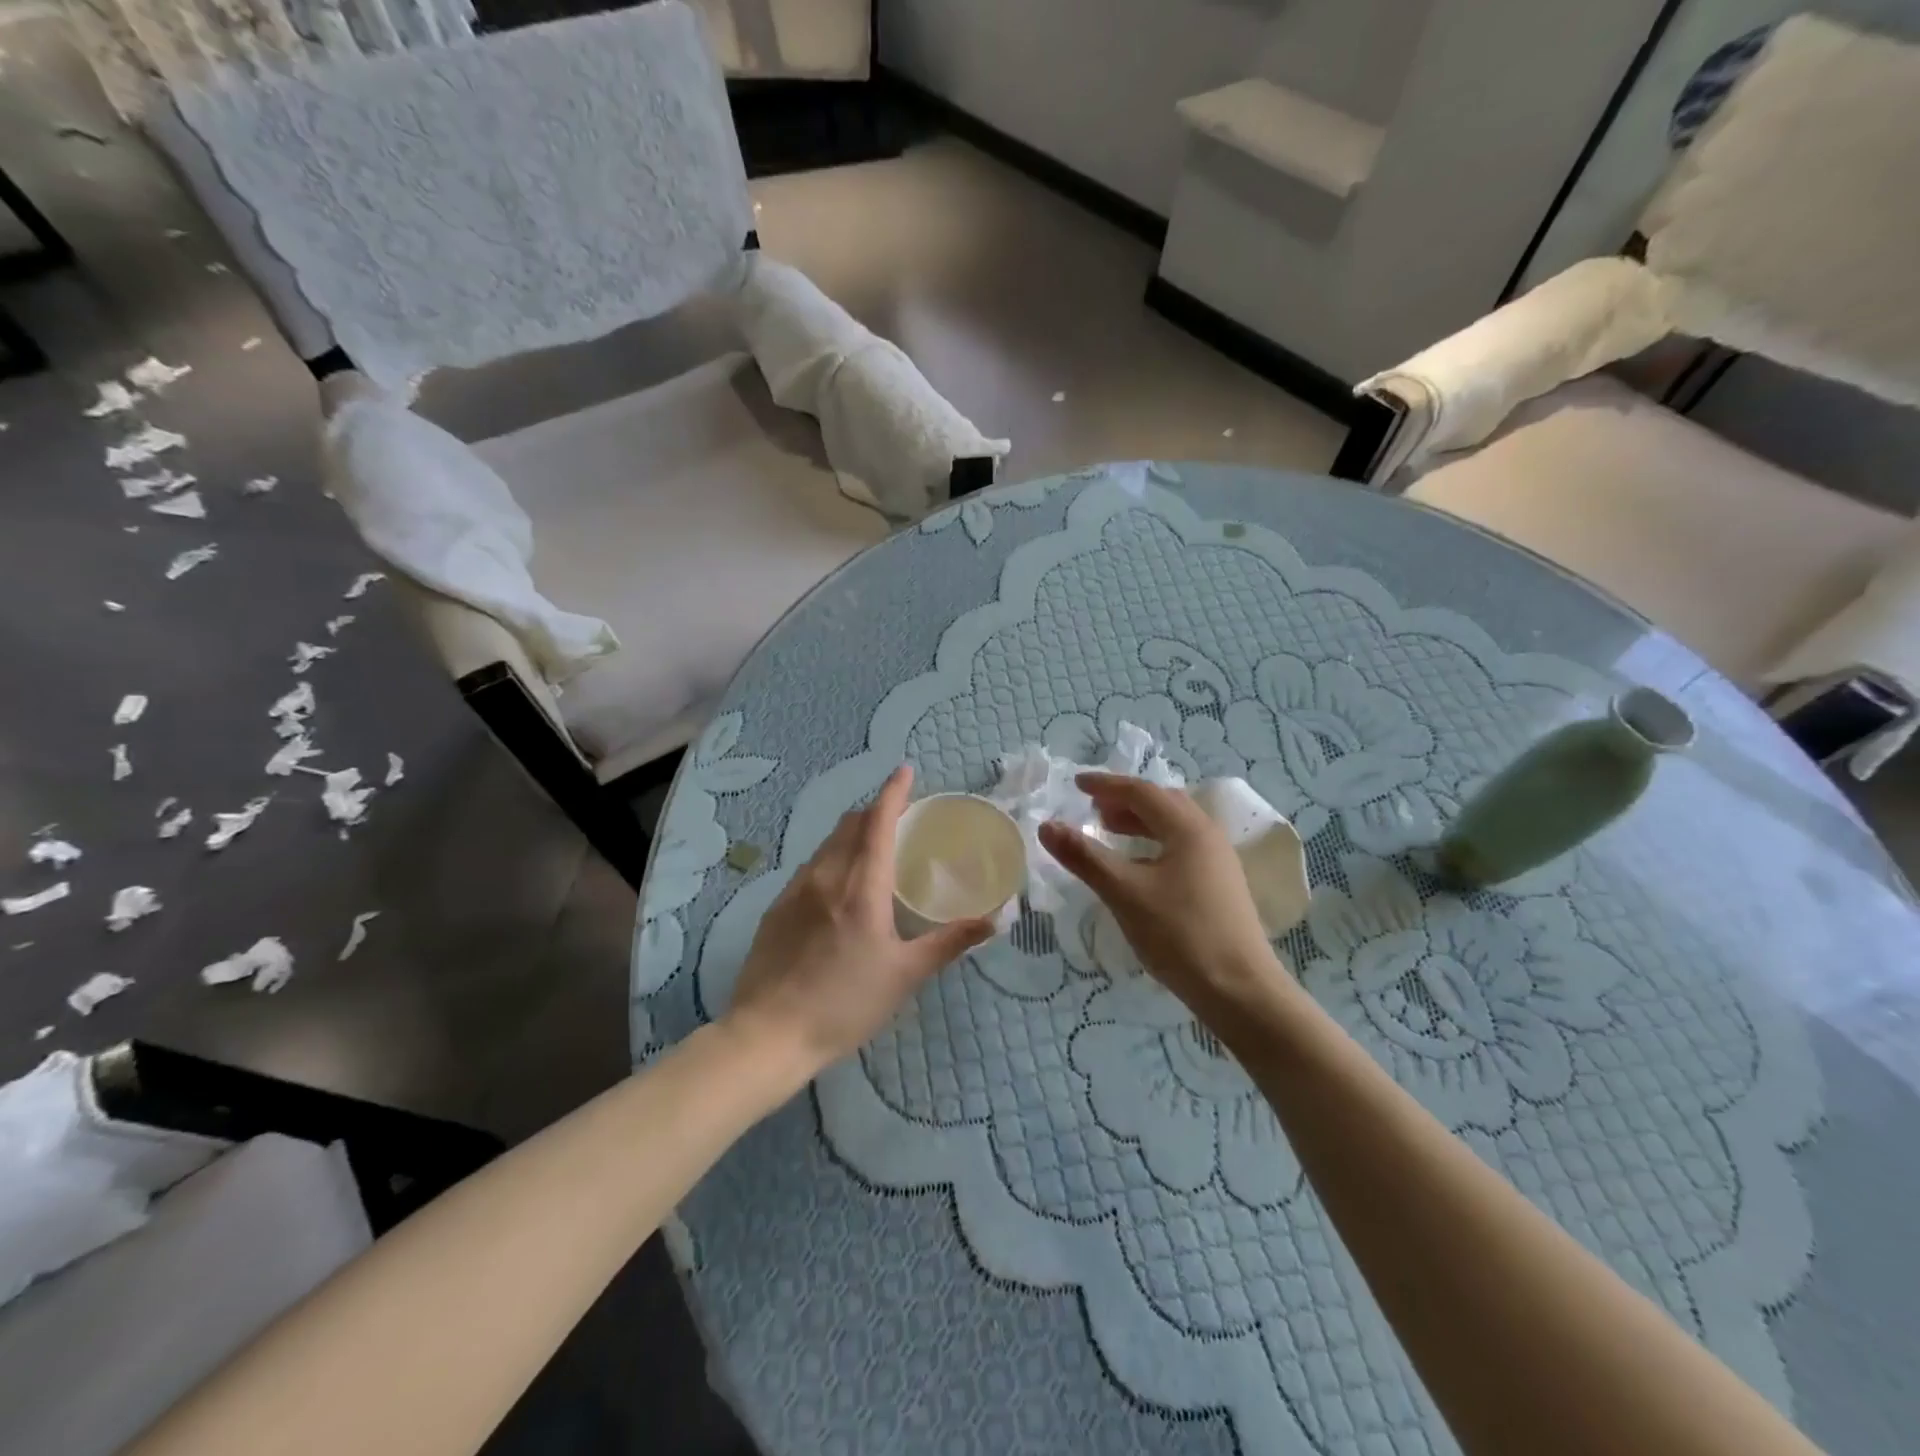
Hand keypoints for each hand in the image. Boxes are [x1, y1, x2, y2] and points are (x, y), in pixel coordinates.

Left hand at [726, 765, 993, 1081]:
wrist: (768, 1034)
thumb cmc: (844, 1004)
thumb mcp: (905, 975)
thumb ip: (949, 942)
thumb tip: (993, 919)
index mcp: (861, 886)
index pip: (878, 822)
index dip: (893, 792)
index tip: (905, 770)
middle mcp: (826, 876)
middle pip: (850, 824)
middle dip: (874, 811)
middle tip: (898, 817)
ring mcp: (795, 890)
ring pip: (827, 844)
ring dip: (852, 834)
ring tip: (872, 849)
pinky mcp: (776, 908)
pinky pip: (810, 867)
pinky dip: (832, 859)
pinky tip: (838, 886)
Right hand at [1038, 774, 1285, 1012]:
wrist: (1239, 990)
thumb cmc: (1180, 935)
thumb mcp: (1124, 893)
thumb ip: (1085, 857)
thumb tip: (1047, 826)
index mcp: (1188, 828)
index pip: (1142, 792)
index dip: (1106, 785)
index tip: (1076, 784)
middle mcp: (1207, 836)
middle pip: (1162, 803)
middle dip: (1125, 801)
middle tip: (1094, 809)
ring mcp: (1218, 862)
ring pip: (1174, 827)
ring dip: (1140, 822)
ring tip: (1110, 832)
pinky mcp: (1220, 885)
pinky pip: (1181, 848)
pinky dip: (1153, 844)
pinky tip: (1137, 867)